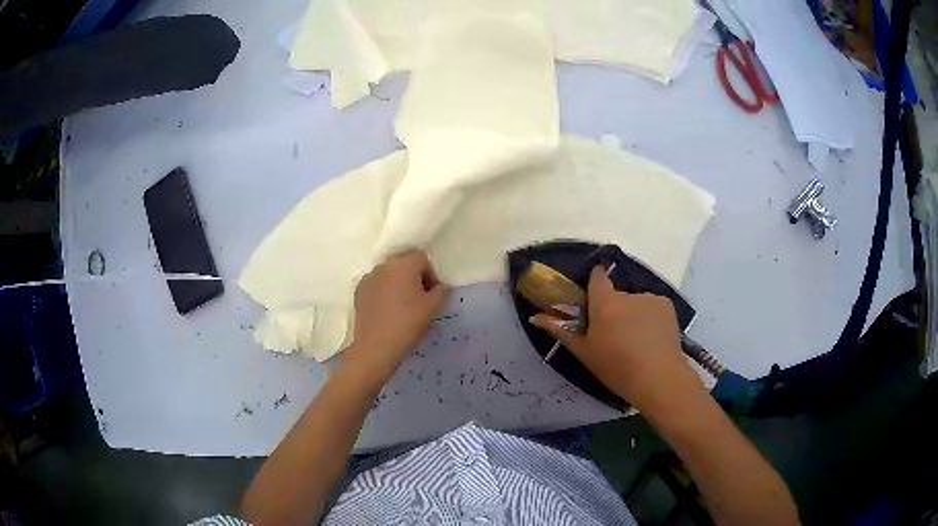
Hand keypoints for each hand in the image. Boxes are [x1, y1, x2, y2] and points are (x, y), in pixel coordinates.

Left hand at [343, 250, 449, 384]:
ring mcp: (368, 278)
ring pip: (389, 275)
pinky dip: (384, 293)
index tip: (432, 295)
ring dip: (398, 285)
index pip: (422, 259)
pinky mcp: (358, 291)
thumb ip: (442, 292)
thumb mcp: (432, 308)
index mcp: (403, 264)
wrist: (375, 347)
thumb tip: (442, 287)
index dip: (431, 275)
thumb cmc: (407, 324)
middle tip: (419, 300)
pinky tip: (387, 312)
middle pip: (404, 264)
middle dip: (414, 278)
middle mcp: (384, 265)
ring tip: (403, 307)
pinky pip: (377, 285)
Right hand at [530, 266, 702, 411]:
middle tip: (614, 336)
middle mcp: (627, 294)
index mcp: (604, 303)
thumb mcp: (584, 352)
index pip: (597, 277)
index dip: (594, 283)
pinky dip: (650, 318)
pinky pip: (652, 307)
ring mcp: (649, 298)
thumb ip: (560, 330)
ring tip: (637, 342)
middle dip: (614, 310)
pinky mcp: (666, 305)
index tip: (593, 300)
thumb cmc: (616, 368)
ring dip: (633, 315)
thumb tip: (535, 317)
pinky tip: (652, 339)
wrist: (658, 378)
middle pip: (616, 296)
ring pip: (635, 302)